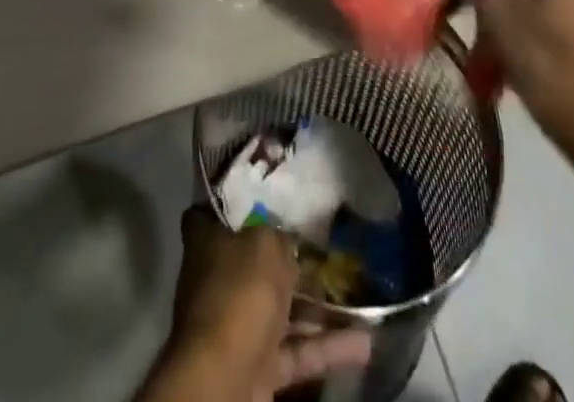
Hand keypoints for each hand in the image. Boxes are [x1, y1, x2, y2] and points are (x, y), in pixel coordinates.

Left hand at [150, 209, 370, 400]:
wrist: (224, 379)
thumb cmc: (239, 292)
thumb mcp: (266, 245)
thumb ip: (280, 238)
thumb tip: (287, 241)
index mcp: (207, 243)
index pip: (215, 214)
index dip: (237, 204)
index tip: (267, 195)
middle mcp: (219, 280)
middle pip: (256, 262)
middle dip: (291, 259)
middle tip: (329, 246)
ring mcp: (238, 326)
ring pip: (283, 310)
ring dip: (319, 306)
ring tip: (358, 293)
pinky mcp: (259, 367)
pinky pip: (297, 351)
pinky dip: (328, 347)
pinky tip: (366, 342)